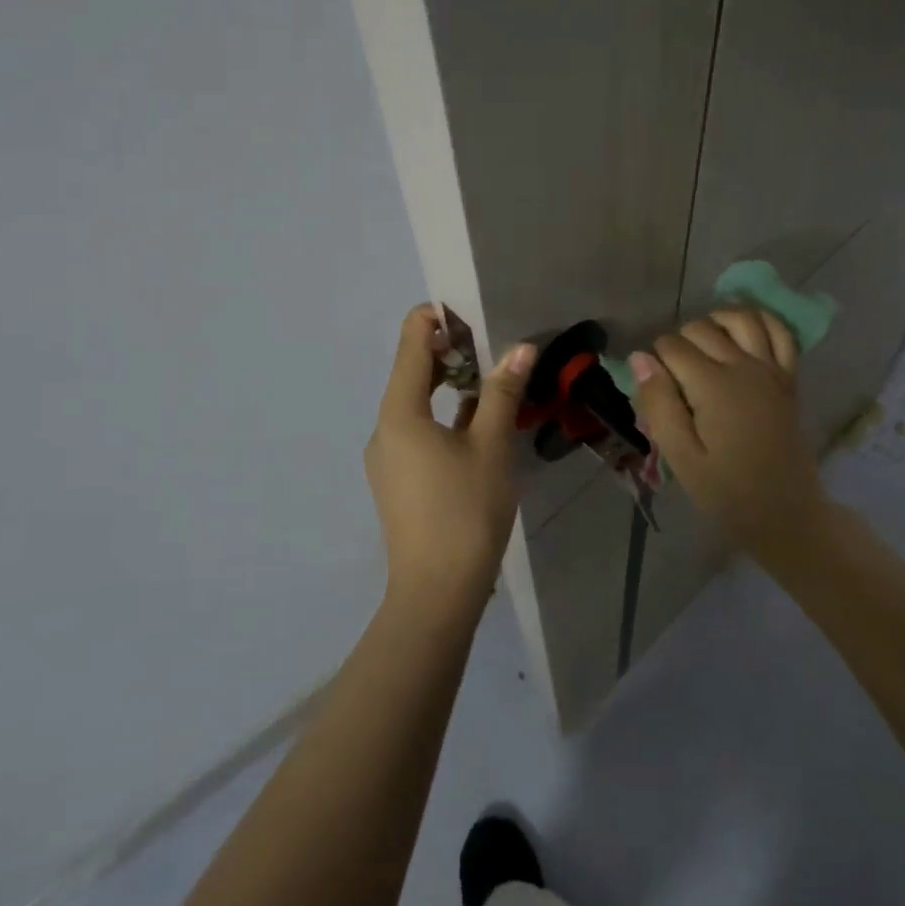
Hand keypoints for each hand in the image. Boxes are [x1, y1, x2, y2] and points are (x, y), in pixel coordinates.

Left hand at [364, 304, 534, 607]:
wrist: (437, 593)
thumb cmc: (465, 511)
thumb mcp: (491, 446)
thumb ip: (502, 392)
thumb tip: (520, 348)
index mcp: (399, 411)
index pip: (411, 341)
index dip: (438, 317)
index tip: (474, 312)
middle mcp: (384, 427)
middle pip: (412, 371)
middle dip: (451, 353)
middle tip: (495, 347)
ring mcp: (387, 456)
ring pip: (417, 404)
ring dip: (451, 387)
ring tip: (494, 383)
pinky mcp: (398, 480)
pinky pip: (418, 431)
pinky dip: (445, 418)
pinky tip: (479, 427)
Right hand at [631, 308, 826, 547]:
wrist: (786, 513)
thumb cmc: (726, 491)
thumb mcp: (681, 456)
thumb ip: (659, 403)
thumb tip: (640, 357)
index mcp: (713, 386)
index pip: (672, 346)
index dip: (655, 359)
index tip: (655, 388)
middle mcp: (743, 366)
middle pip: (702, 327)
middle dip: (679, 342)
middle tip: (674, 378)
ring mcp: (771, 369)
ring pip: (742, 318)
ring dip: (716, 321)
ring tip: (702, 344)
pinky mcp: (789, 379)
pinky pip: (782, 333)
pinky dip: (762, 321)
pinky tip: (743, 331)